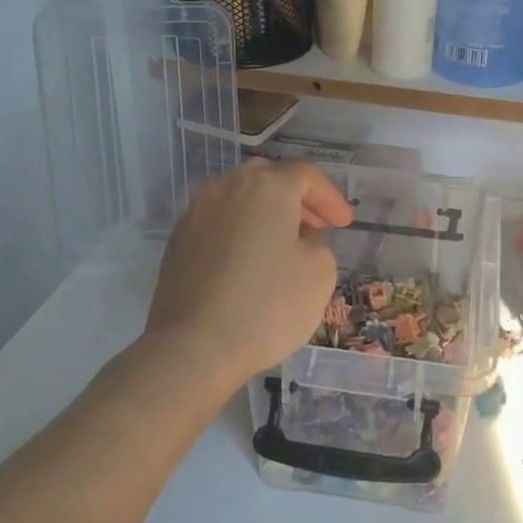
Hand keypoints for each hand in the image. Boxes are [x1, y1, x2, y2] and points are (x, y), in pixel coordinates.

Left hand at [146, 160, 354, 386]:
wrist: (194, 346)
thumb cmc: (267, 305)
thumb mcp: (319, 273)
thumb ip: (318, 244)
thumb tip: (299, 239)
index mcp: (266, 187)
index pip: (307, 176)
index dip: (331, 198)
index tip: (345, 224)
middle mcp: (227, 187)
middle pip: (269, 179)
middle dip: (297, 199)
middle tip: (316, 226)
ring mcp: (196, 212)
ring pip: (239, 198)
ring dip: (265, 213)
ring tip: (283, 244)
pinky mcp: (178, 240)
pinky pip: (219, 222)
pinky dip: (240, 231)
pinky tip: (249, 261)